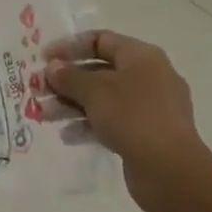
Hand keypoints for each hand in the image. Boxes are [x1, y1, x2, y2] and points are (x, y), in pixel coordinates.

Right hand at [47, 31, 211, 211]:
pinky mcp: (148, 134)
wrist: (171, 172)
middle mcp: (149, 76)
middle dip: (67, 80)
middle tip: (40, 90)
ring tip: (46, 115)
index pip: (101, 40)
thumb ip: (69, 76)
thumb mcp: (94, 91)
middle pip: (100, 70)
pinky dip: (90, 124)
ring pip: (105, 98)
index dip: (69, 47)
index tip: (44, 59)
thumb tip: (53, 67)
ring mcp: (151, 107)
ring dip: (73, 104)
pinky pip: (113, 121)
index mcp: (142, 56)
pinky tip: (68, 136)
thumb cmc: (132, 117)